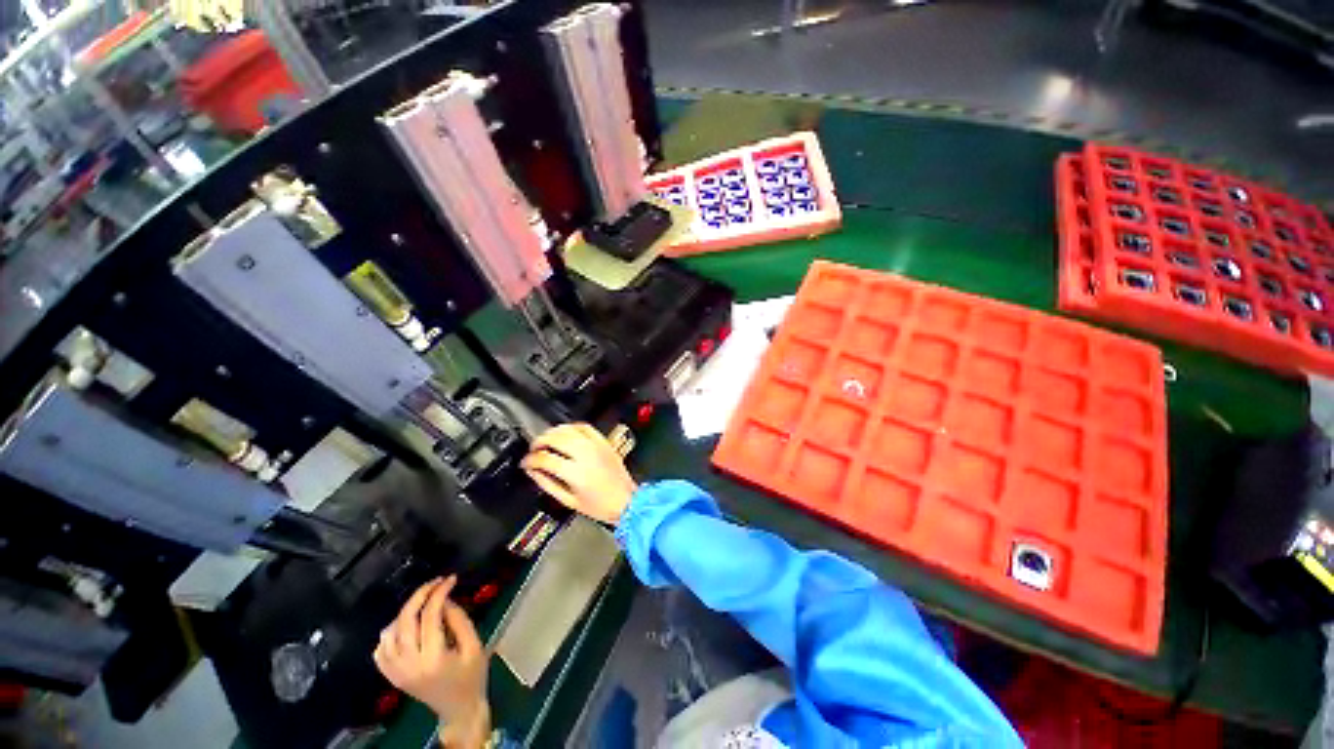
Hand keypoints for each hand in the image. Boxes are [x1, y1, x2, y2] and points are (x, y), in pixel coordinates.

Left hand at [374, 577, 490, 746]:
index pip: (430, 616)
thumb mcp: (475, 645)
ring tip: (423, 603)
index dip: (440, 593)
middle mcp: (410, 665)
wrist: (459, 709)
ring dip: (404, 613)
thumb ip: (459, 621)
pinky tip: (404, 626)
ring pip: (389, 634)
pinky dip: (389, 633)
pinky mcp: (392, 677)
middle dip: (420, 596)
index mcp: (434, 658)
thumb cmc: (472, 676)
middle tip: (436, 583)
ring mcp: (397, 673)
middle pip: (405, 621)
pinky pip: (380, 651)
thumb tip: (445, 600)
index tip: (451, 579)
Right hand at [521, 423, 636, 524]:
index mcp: (576, 473)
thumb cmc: (601, 505)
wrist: (627, 500)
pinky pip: (585, 427)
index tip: (525, 462)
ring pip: (569, 429)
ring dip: (553, 432)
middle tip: (533, 449)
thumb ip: (548, 484)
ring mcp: (596, 446)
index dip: (530, 460)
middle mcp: (586, 455)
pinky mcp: (604, 442)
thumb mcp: (569, 501)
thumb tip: (533, 471)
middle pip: (556, 439)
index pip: (546, 459)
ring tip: (545, 440)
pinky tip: (565, 432)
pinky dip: (571, 427)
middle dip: (539, 442)